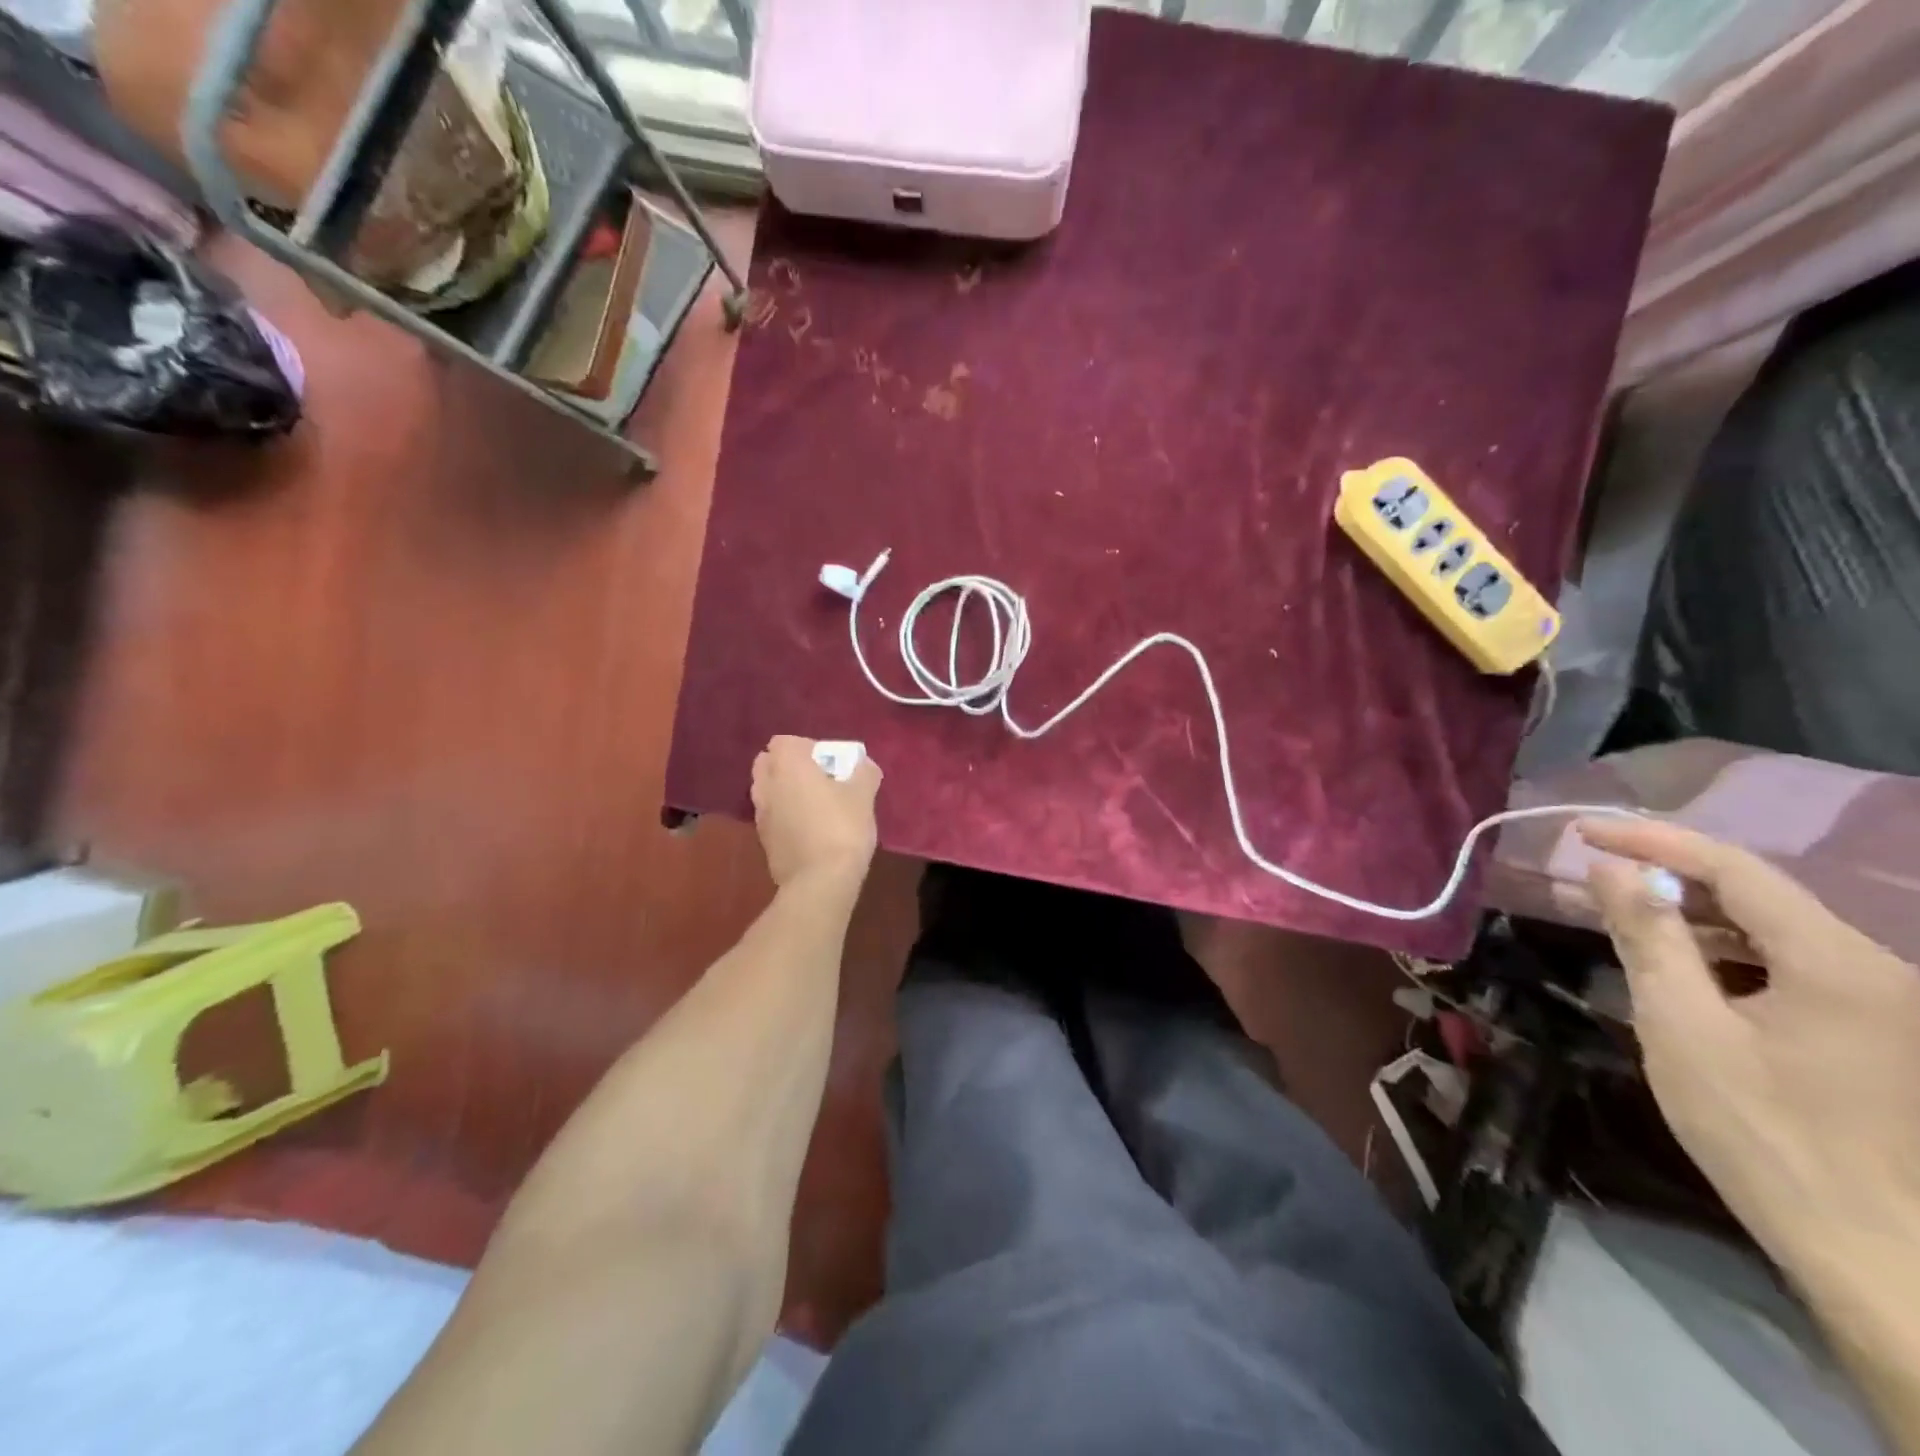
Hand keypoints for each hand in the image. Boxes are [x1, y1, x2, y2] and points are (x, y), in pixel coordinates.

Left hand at [750, 737, 881, 893]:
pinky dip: (785, 817)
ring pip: (767, 791)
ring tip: (814, 806)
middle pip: (768, 764)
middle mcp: (766, 786)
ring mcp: (760, 816)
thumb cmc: (842, 828)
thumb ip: (863, 772)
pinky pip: (772, 817)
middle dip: (789, 767)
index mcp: (787, 766)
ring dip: (785, 792)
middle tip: (818, 780)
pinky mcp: (763, 842)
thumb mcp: (864, 795)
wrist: (820, 882)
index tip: (829, 763)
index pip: (784, 742)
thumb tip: (863, 766)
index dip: (806, 748)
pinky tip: (809, 830)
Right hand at [1580, 817, 1919, 1272]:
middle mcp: (1881, 971)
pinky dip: (1730, 954)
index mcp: (1841, 964)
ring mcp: (1889, 1005)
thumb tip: (1613, 868)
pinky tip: (1686, 971)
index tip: (1583, 831)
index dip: (1653, 841)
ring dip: (1697, 917)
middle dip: (1672, 877)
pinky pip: (1794, 967)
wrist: (1873, 1254)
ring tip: (1627, 919)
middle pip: (1760, 896)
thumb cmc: (1763, 1133)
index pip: (1735, 868)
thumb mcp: (1683, 1027)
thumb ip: (1649, 937)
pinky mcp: (1883, 1034)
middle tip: (1596, 875)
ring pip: (1776, 931)